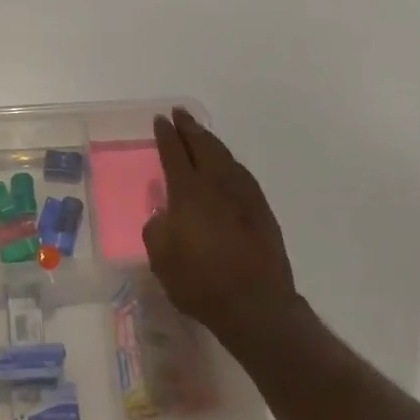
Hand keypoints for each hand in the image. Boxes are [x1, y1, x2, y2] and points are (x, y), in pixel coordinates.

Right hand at [143, 108, 298, 338]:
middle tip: (180, 114)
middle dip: (190, 128)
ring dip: (211, 142)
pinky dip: (229, 163)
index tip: (160, 120)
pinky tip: (227, 166)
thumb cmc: (200, 283)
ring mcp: (244, 195)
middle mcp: (217, 185)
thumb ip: (157, 229)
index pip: (174, 153)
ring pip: (225, 157)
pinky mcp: (262, 211)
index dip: (166, 135)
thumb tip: (163, 214)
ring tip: (201, 134)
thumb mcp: (161, 259)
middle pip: (203, 146)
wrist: (256, 305)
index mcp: (188, 192)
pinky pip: (241, 174)